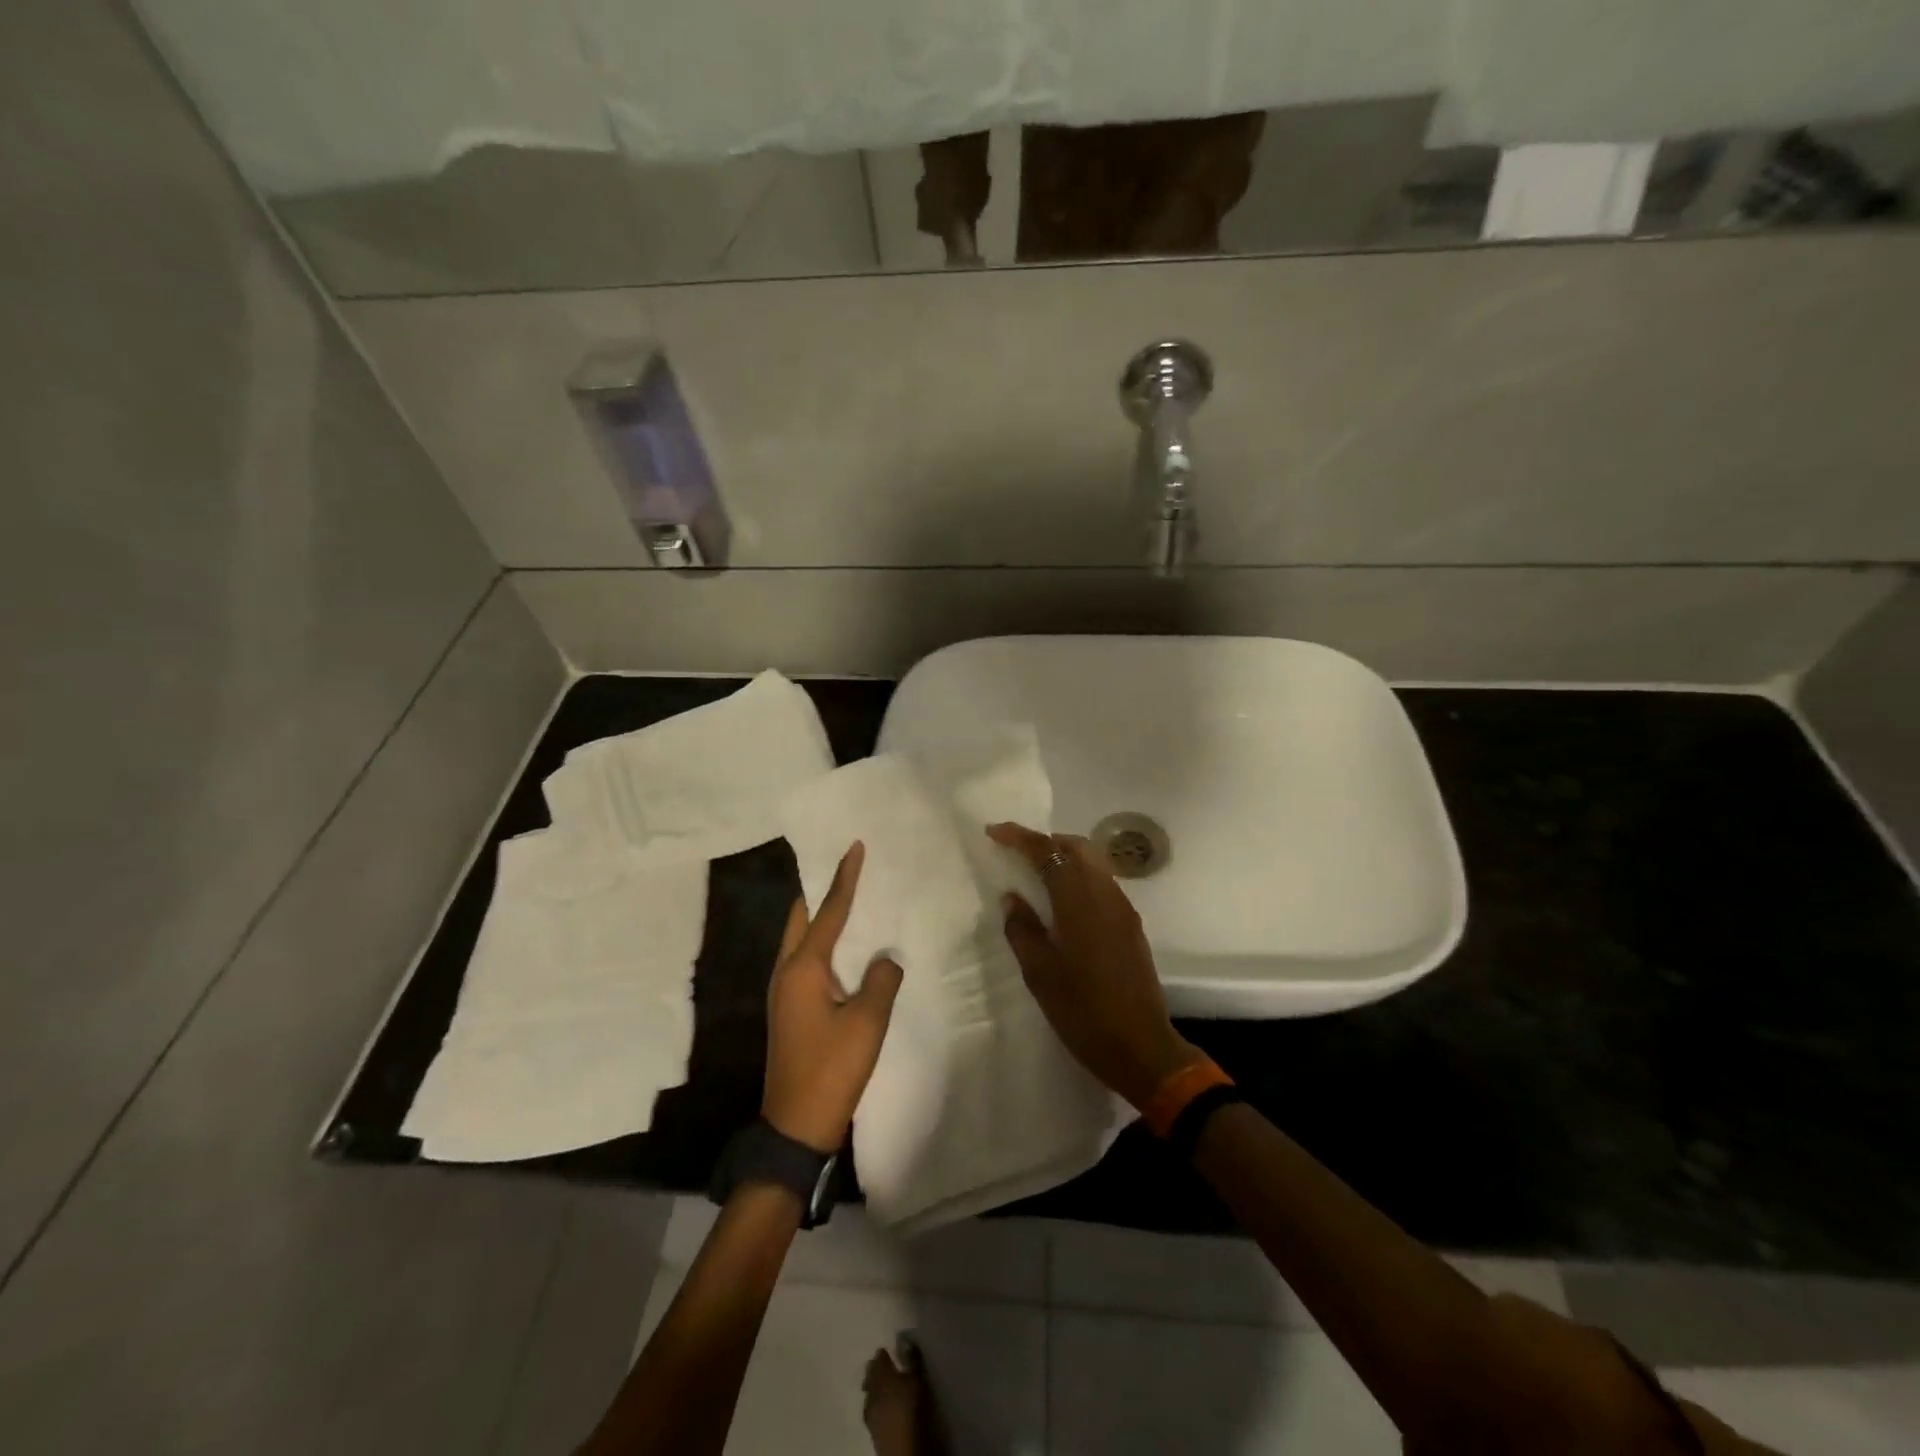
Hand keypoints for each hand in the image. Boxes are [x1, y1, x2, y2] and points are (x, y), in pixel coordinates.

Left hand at [763, 842, 903, 1153]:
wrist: (796, 1125)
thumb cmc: (832, 1069)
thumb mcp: (868, 1022)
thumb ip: (881, 980)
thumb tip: (885, 958)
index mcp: (803, 968)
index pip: (828, 911)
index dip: (844, 878)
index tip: (853, 847)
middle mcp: (787, 972)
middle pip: (801, 918)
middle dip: (820, 890)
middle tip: (844, 868)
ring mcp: (784, 992)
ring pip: (799, 940)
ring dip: (818, 917)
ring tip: (845, 898)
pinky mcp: (790, 1010)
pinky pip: (804, 960)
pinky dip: (821, 942)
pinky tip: (843, 949)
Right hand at [988, 823, 1201, 1109]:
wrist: (1141, 1046)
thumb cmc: (1083, 1011)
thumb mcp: (1040, 973)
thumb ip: (1022, 929)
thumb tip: (1012, 897)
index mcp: (1079, 901)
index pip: (1048, 853)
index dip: (1019, 838)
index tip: (994, 832)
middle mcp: (1105, 894)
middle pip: (1076, 847)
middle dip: (1044, 842)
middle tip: (1015, 851)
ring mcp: (1122, 908)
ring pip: (1092, 863)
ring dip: (1063, 858)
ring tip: (1035, 873)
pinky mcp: (1130, 924)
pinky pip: (1101, 882)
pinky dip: (1078, 876)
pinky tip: (1062, 900)